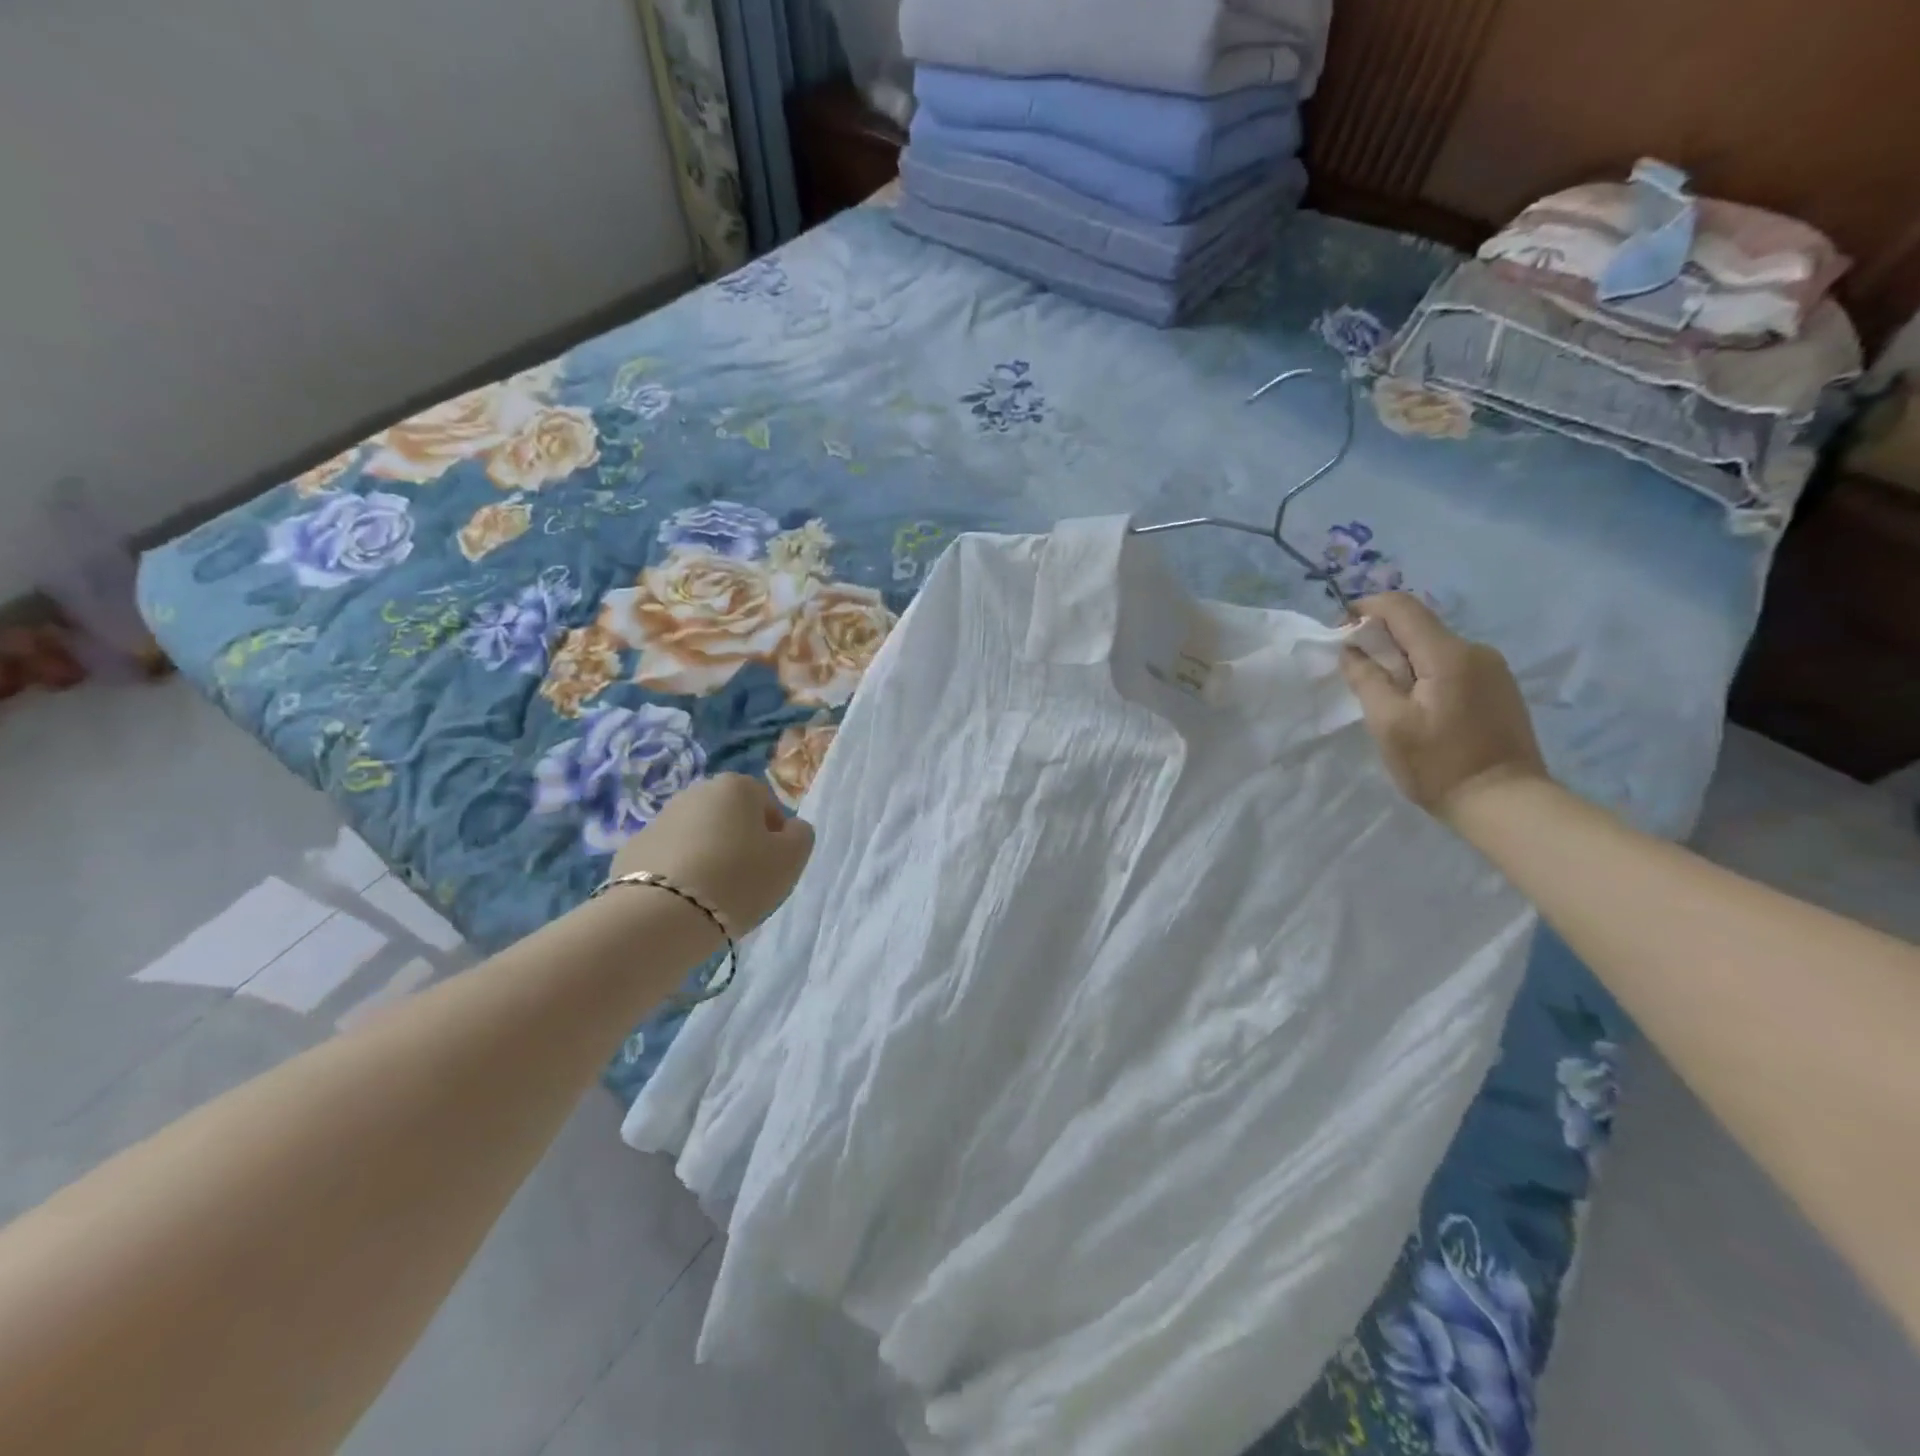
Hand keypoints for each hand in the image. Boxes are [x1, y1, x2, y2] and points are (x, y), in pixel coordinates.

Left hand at [612, 774, 814, 935]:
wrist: (660, 915)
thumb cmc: (738, 878)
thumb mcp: (791, 859)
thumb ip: (800, 835)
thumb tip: (789, 829)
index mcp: (736, 786)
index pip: (767, 805)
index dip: (774, 836)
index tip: (771, 867)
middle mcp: (695, 792)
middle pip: (729, 818)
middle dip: (738, 843)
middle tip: (744, 882)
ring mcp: (659, 819)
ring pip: (697, 838)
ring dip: (707, 858)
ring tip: (712, 897)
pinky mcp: (631, 850)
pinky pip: (667, 860)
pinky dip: (677, 875)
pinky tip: (682, 903)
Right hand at [1339, 593, 1549, 821]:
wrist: (1505, 802)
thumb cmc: (1439, 765)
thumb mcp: (1389, 724)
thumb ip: (1366, 679)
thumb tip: (1350, 649)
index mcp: (1448, 655)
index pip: (1401, 607)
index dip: (1365, 609)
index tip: (1339, 630)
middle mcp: (1475, 650)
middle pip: (1418, 625)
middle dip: (1380, 637)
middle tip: (1353, 667)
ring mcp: (1492, 668)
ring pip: (1433, 646)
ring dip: (1401, 657)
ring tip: (1381, 691)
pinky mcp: (1497, 687)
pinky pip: (1450, 664)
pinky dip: (1422, 671)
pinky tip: (1413, 702)